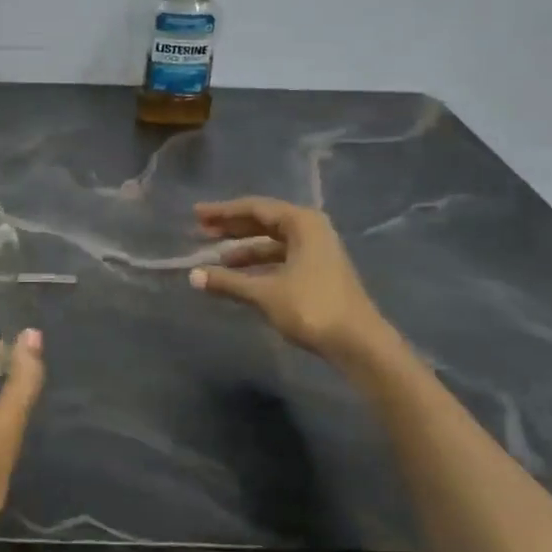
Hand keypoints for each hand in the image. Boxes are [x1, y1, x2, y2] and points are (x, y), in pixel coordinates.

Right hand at [190, 197, 383, 358]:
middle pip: (264, 221)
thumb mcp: (265, 293)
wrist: (358, 343)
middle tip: (200, 230)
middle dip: (231, 227)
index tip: (196, 214)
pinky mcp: (317, 272)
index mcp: (302, 223)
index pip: (255, 208)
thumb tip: (193, 276)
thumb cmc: (312, 307)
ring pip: (272, 242)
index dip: (223, 212)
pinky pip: (280, 258)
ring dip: (243, 249)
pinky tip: (238, 276)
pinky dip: (258, 264)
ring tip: (214, 258)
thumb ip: (228, 281)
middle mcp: (311, 230)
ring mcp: (316, 252)